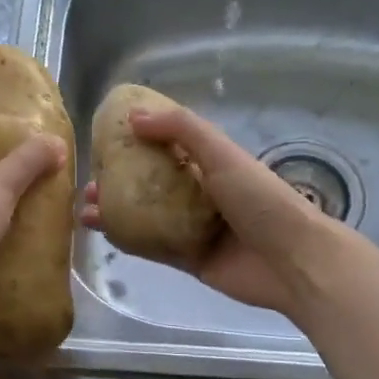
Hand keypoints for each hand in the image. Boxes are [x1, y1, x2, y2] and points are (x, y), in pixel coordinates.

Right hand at [80, 105, 335, 317]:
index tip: (105, 139)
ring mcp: (196, 228)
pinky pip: (154, 247)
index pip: (170, 146)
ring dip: (118, 210)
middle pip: (153, 183)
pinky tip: (103, 233)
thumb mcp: (222, 154)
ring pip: (148, 216)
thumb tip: (134, 117)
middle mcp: (203, 193)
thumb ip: (181, 130)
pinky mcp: (191, 260)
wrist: (293, 261)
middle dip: (120, 180)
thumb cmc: (260, 199)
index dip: (139, 141)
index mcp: (213, 164)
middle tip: (89, 180)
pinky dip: (129, 240)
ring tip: (85, 207)